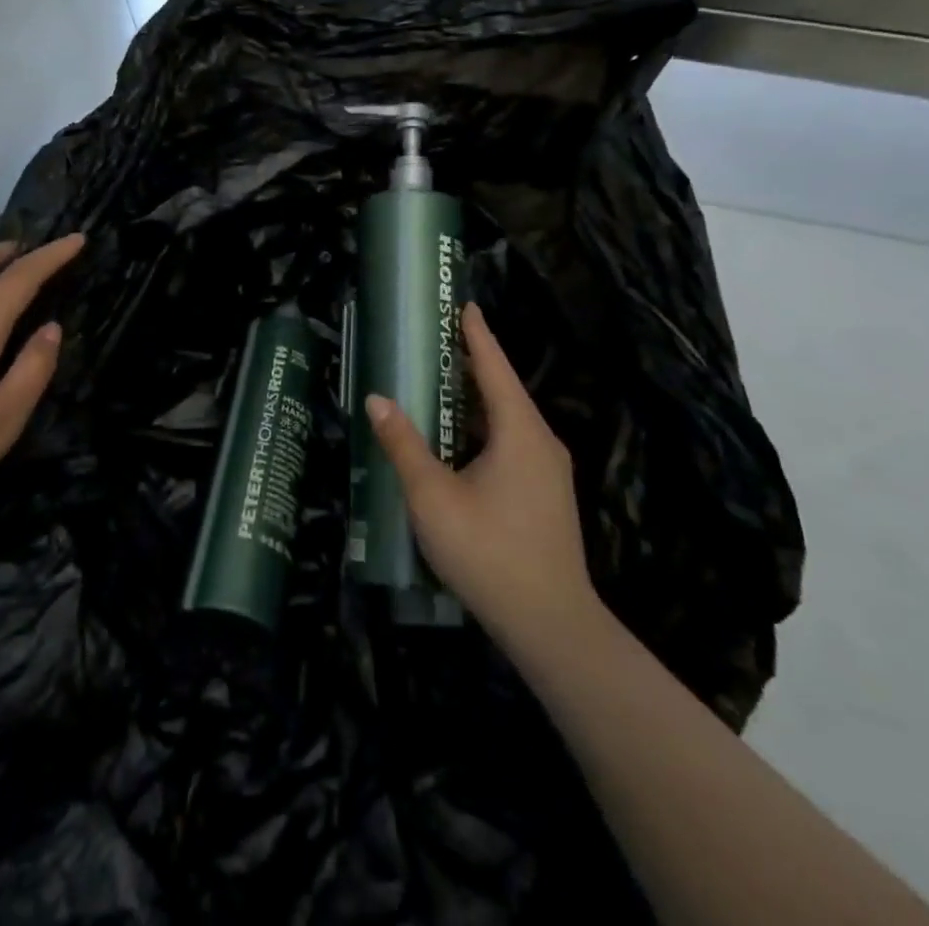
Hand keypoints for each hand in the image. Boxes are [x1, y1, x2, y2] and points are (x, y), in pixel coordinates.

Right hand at [365, 302, 602, 660]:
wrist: (550, 625)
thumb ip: (404, 444)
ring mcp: (548, 472)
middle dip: (473, 365)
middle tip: (440, 342)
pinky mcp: (546, 496)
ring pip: (509, 422)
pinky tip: (460, 443)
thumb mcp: (433, 496)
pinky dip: (484, 430)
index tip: (465, 305)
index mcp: (520, 432)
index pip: (495, 368)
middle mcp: (541, 443)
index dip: (477, 335)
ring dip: (477, 402)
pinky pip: (513, 445)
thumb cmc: (489, 552)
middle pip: (504, 392)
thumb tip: (378, 399)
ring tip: (443, 386)